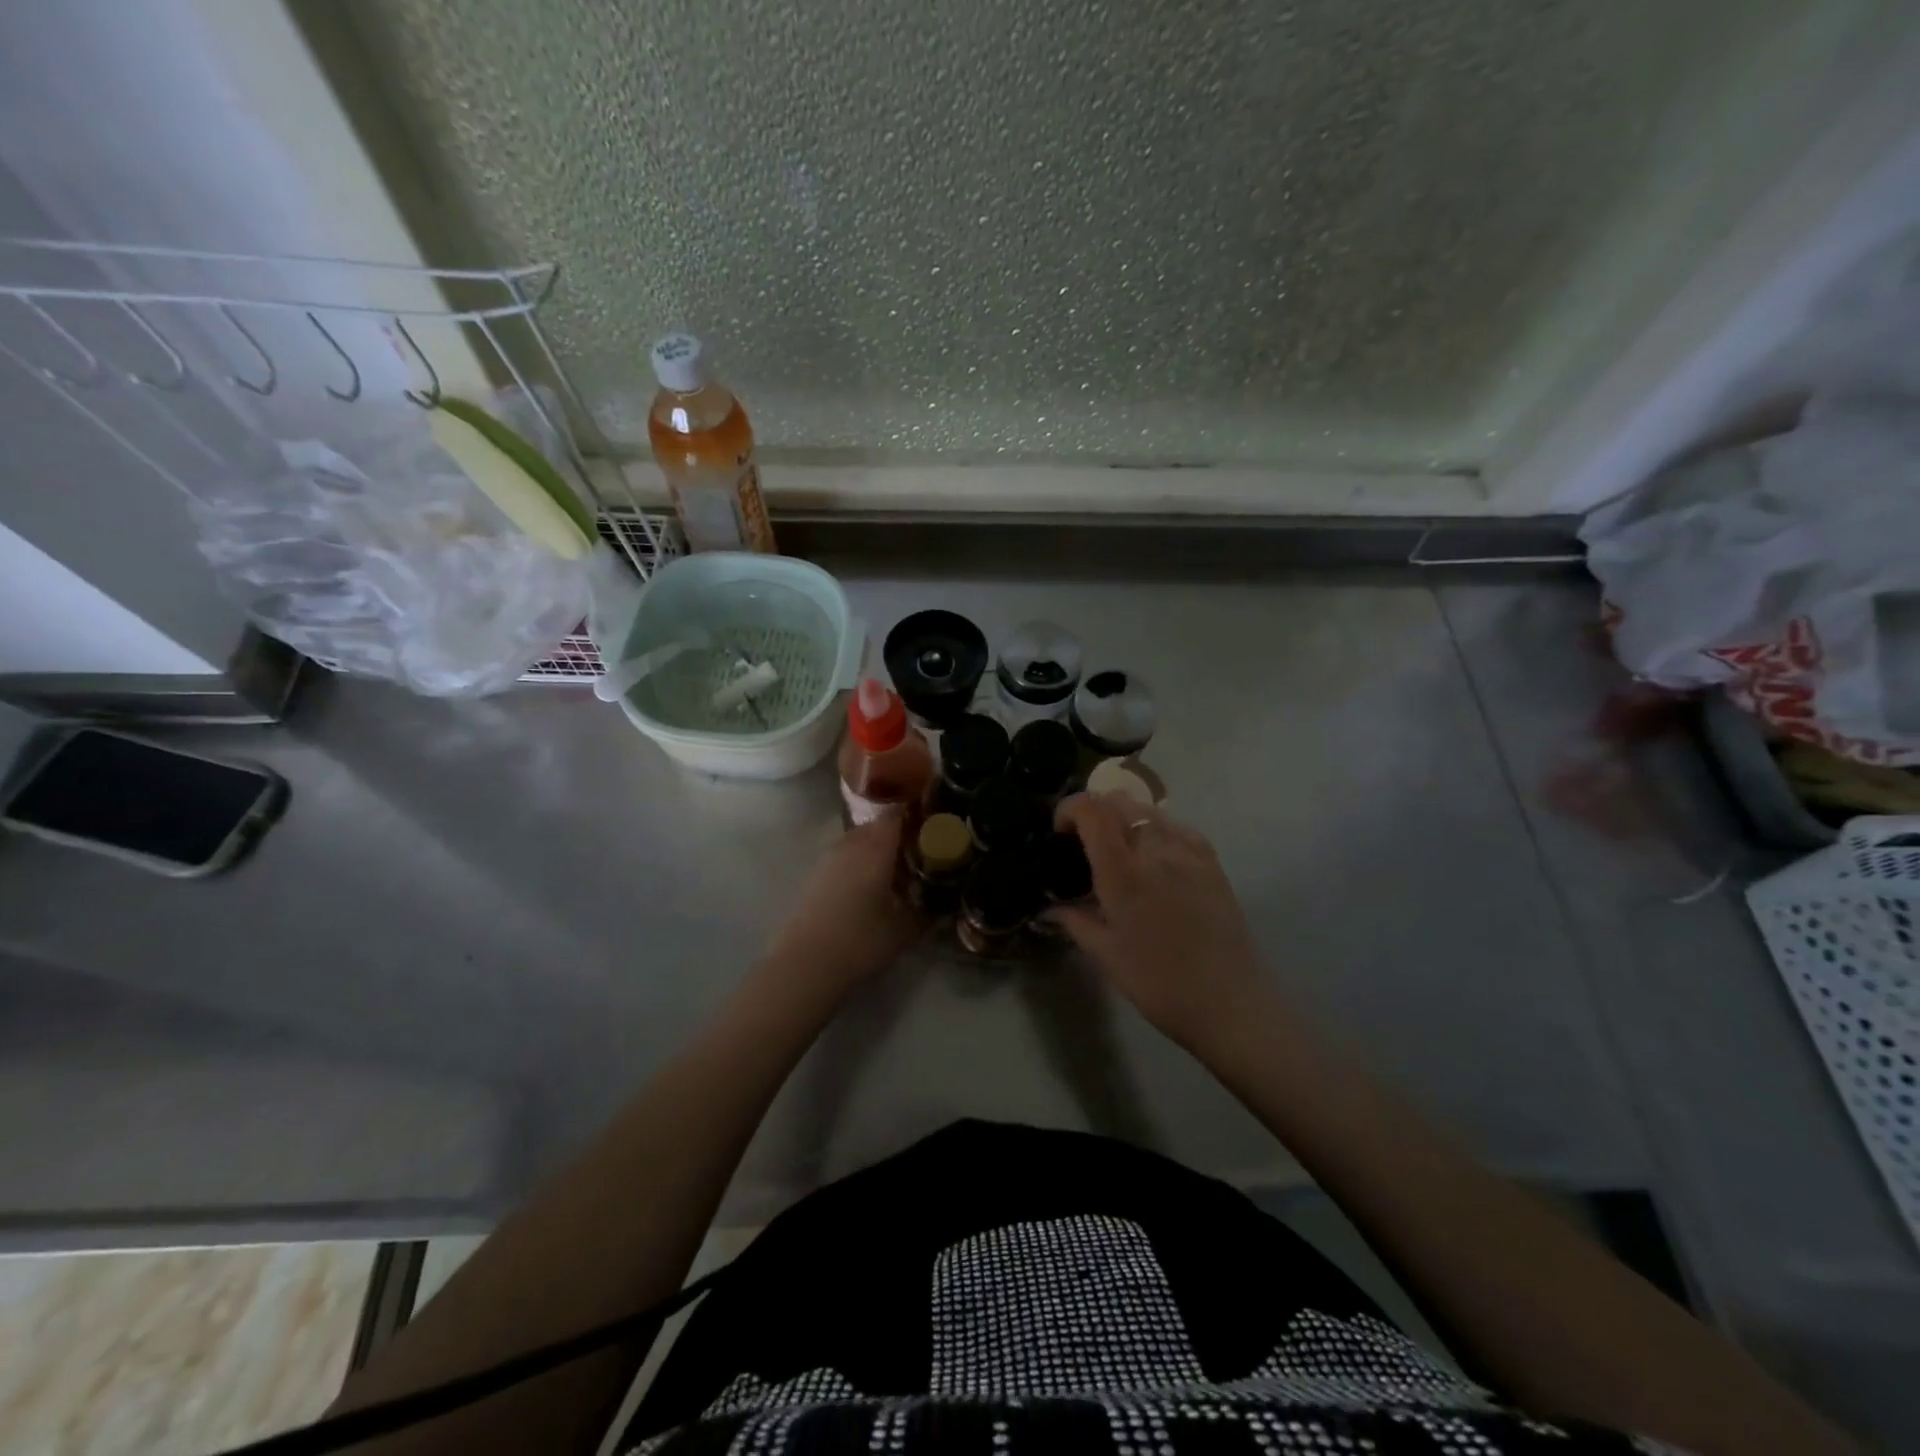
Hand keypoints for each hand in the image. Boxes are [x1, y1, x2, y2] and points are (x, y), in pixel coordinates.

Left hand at [763, 816, 919, 1002]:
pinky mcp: (814, 877)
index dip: (917, 816)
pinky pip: (844, 858)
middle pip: (877, 826)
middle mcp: (850, 845)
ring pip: (859, 842)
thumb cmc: (860, 942)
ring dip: (877, 851)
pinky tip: (870, 890)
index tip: (936, 826)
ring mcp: (827, 859)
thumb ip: (926, 913)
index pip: (898, 814)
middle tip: (921, 854)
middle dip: (899, 835)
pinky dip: (859, 865)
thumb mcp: (903, 932)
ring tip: (897, 874)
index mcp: (875, 848)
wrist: (803, 967)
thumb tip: (942, 905)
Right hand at [1052, 793, 1268, 1049]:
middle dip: (1095, 810)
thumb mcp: (1106, 955)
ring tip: (1119, 850)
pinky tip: (1154, 859)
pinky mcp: (1211, 860)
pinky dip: (1155, 829)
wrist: (1230, 1003)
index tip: (1060, 829)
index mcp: (1124, 872)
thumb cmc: (1159, 983)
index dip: (1070, 807)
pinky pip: (1176, 826)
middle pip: (1119, 800)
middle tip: (1085, 839)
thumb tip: (1048, 910)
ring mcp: (1189, 851)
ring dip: (1125, 817)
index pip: (1092, 811)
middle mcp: (1156, 849)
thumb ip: (1074, 922)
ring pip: (1148, 809)